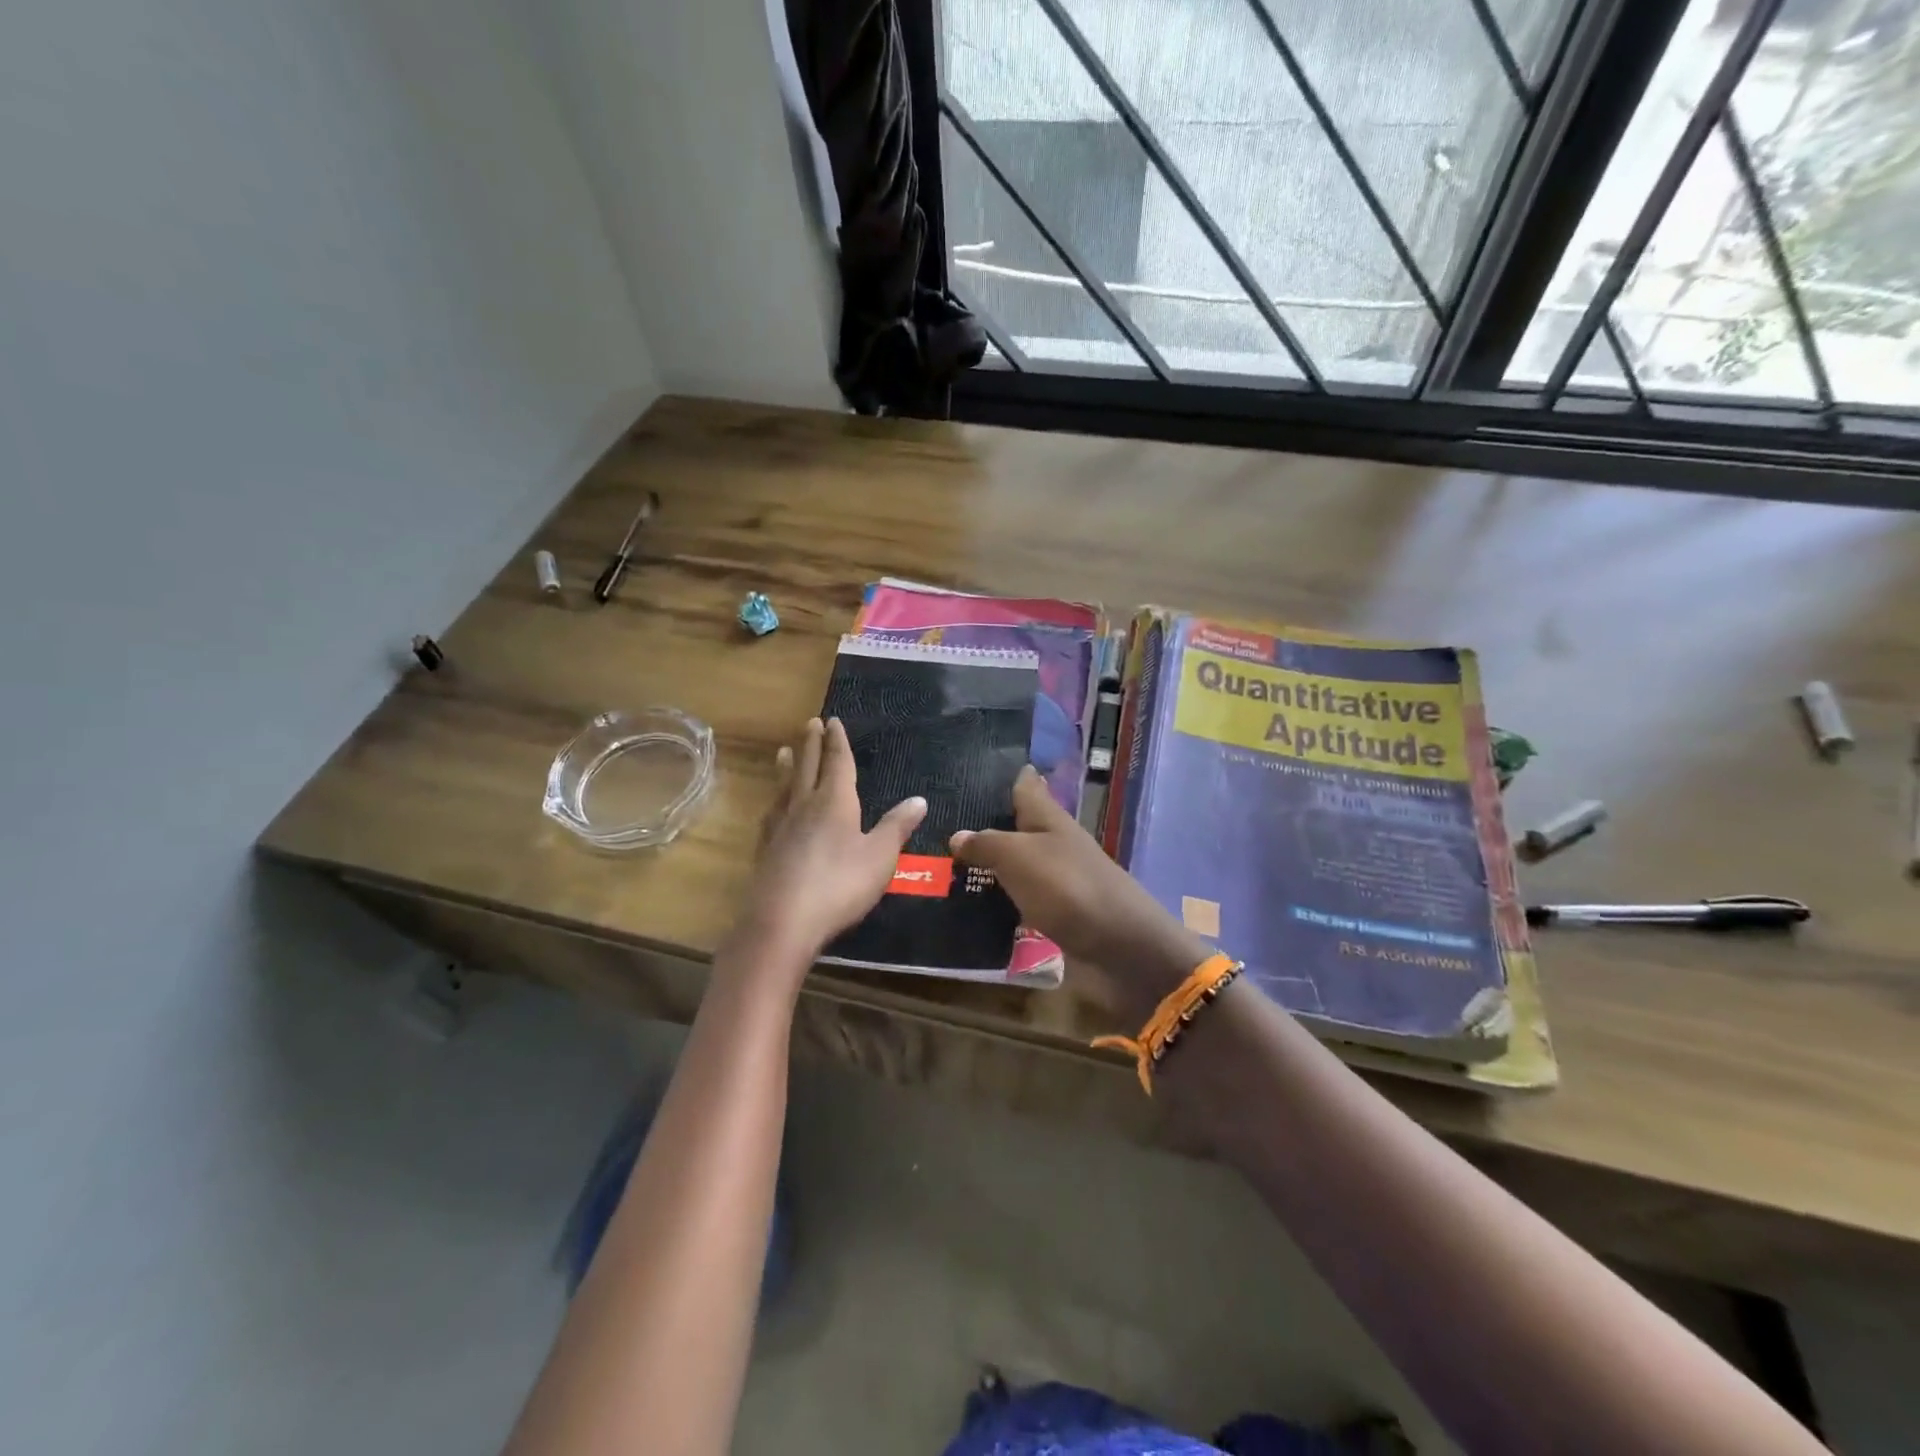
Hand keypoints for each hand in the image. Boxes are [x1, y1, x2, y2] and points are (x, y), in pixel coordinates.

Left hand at [734, 718, 926, 968]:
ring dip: (787, 767)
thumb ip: (897, 827)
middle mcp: (804, 806)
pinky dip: (775, 801)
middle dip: (811, 744)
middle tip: (809, 723)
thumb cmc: (840, 885)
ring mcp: (780, 828)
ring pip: (785, 788)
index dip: (838, 742)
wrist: (782, 922)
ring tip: (784, 752)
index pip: (837, 763)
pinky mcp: (765, 850)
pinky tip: (773, 807)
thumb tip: (918, 799)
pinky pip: (771, 814)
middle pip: (808, 768)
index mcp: (835, 802)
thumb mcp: (880, 856)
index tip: (833, 721)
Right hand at [950, 767, 1211, 1015]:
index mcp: (1049, 819)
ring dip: (988, 867)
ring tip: (943, 868)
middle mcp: (1054, 845)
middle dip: (986, 825)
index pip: (1026, 786)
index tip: (974, 768)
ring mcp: (1057, 882)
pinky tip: (968, 909)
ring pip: (1016, 867)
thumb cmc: (1066, 887)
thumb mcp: (1018, 856)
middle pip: (1018, 828)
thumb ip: (986, 843)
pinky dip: (998, 904)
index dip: (1005, 775)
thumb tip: (958, 836)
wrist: (1117, 948)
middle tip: (940, 825)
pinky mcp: (1055, 916)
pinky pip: (1019, 903)